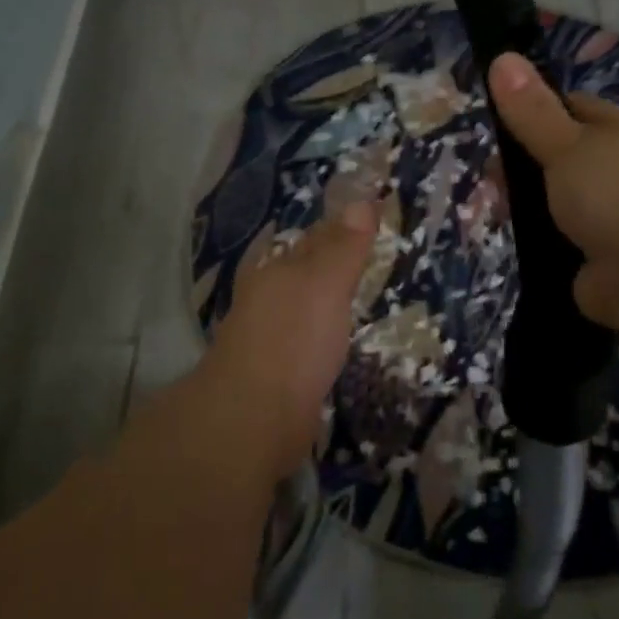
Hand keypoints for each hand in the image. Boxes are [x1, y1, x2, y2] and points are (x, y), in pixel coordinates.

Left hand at [196, 201, 379, 481]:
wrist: (253, 418)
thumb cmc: (292, 340)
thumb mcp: (324, 284)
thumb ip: (343, 247)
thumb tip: (363, 200)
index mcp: (277, 272)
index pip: (312, 238)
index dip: (338, 228)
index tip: (365, 220)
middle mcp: (268, 299)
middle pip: (302, 272)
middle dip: (327, 262)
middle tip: (364, 256)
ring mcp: (268, 339)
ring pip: (301, 308)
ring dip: (323, 301)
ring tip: (353, 297)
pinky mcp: (276, 376)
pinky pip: (303, 344)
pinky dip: (320, 337)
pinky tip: (333, 343)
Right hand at [488, 52, 618, 334]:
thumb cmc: (617, 195)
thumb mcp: (566, 145)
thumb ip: (532, 110)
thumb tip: (502, 57)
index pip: (577, 109)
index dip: (537, 109)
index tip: (499, 123)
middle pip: (568, 159)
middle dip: (528, 168)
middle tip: (491, 180)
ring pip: (565, 205)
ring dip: (535, 210)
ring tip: (497, 213)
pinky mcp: (611, 265)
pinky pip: (570, 248)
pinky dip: (549, 249)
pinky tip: (523, 249)